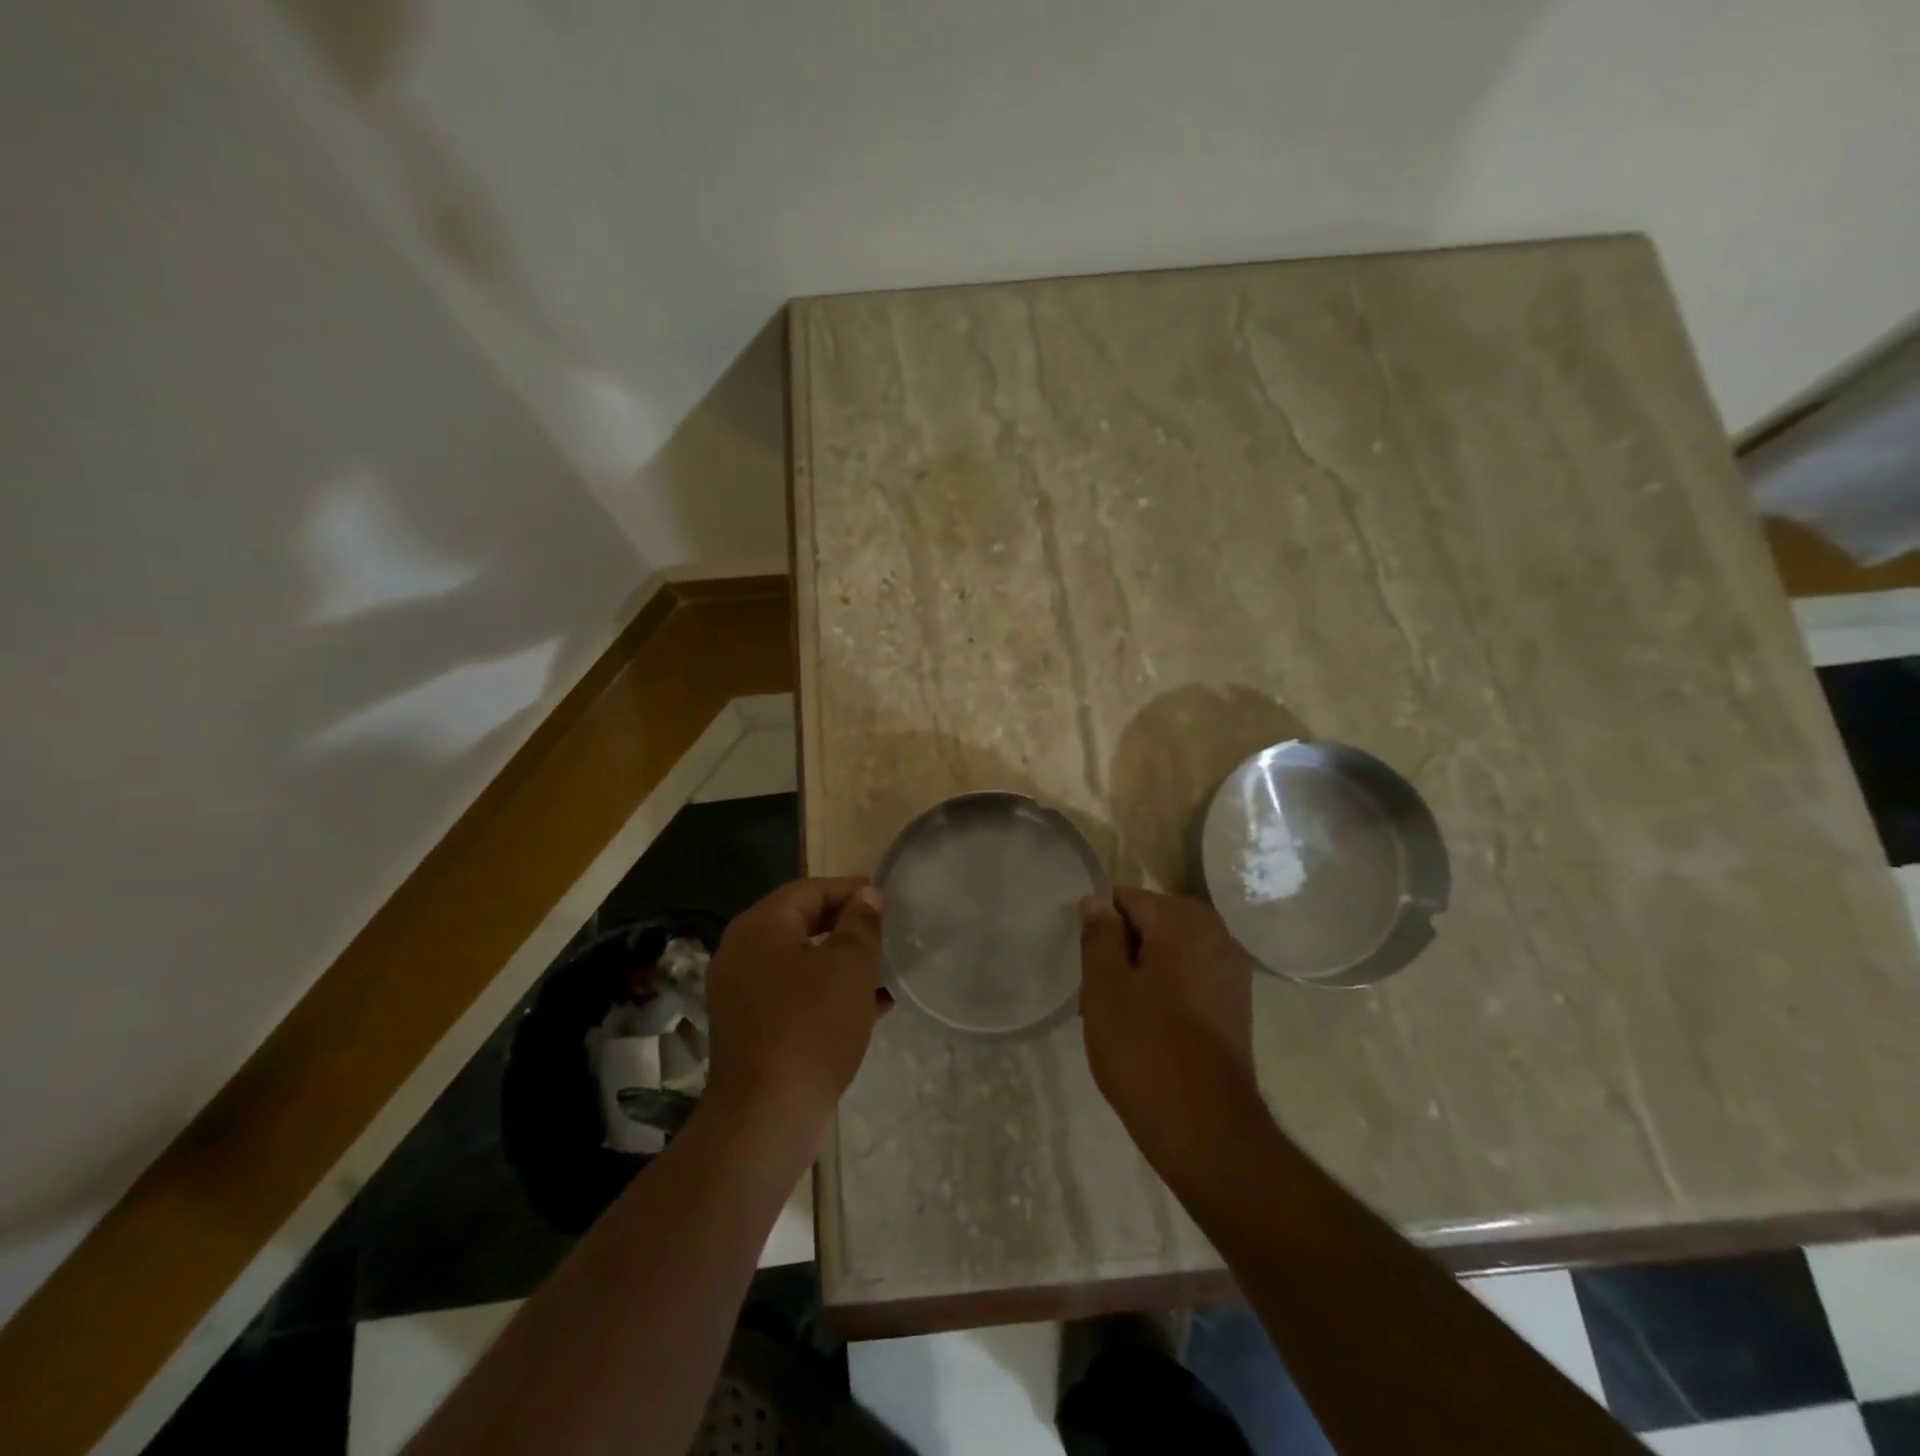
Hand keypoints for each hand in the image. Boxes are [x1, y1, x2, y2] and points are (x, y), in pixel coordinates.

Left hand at [704, 878, 887, 1135]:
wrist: (768, 1115)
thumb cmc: (812, 1026)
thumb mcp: (850, 966)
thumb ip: (861, 923)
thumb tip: (866, 894)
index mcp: (760, 927)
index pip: (809, 889)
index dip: (850, 889)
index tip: (887, 898)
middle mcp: (742, 952)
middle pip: (802, 923)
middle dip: (847, 925)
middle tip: (887, 930)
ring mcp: (743, 992)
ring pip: (801, 961)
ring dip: (842, 961)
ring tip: (885, 967)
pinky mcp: (752, 1027)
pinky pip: (794, 994)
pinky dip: (827, 992)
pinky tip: (870, 1005)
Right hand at [1079, 888, 1260, 1164]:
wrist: (1207, 1131)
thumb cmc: (1145, 1048)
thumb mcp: (1105, 986)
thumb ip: (1099, 935)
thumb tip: (1096, 902)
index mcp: (1186, 921)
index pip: (1127, 899)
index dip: (1099, 928)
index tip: (1086, 966)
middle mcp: (1218, 935)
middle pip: (1151, 924)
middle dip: (1121, 951)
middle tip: (1098, 995)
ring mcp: (1233, 973)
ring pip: (1169, 954)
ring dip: (1141, 974)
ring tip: (1118, 1017)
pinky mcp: (1236, 1006)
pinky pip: (1189, 980)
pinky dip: (1165, 993)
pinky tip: (1147, 1031)